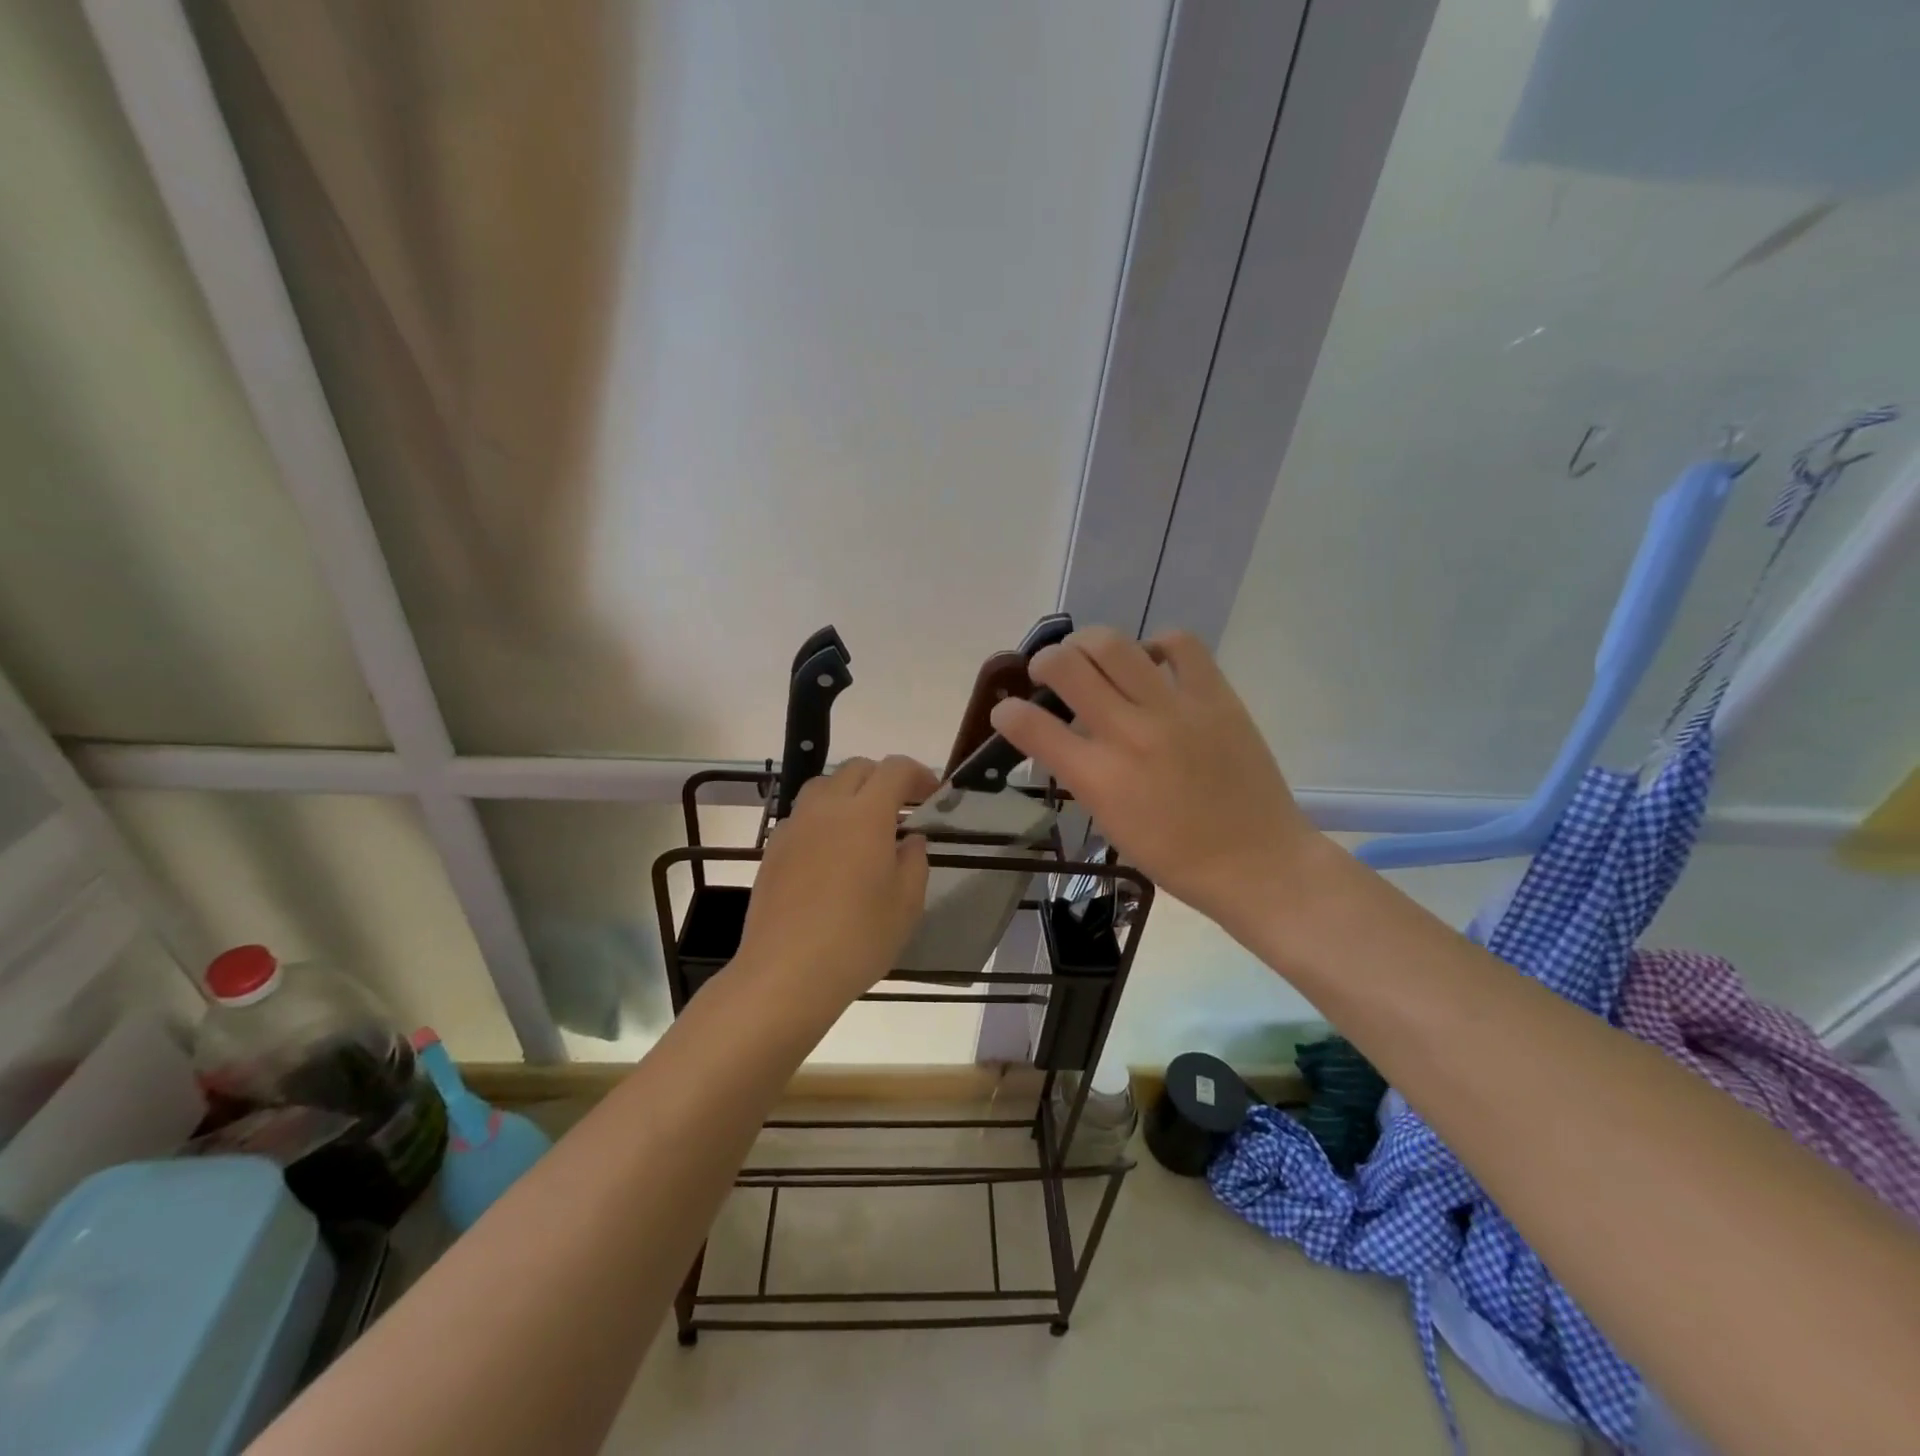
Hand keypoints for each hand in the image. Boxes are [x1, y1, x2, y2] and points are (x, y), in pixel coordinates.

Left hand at [733, 755, 936, 1015]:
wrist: (786, 973)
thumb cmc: (858, 939)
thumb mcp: (906, 904)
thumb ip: (915, 861)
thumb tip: (910, 839)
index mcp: (865, 814)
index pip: (895, 769)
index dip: (919, 775)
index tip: (933, 796)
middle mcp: (826, 808)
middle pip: (857, 769)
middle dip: (884, 779)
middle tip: (903, 809)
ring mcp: (794, 827)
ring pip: (824, 786)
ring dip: (850, 793)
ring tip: (864, 826)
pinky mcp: (773, 850)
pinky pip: (802, 815)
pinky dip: (824, 817)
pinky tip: (832, 853)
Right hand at [988, 627, 1321, 936]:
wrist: (1255, 862)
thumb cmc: (1175, 857)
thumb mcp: (1110, 822)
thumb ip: (1081, 774)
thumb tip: (1062, 737)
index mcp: (1098, 778)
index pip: (1030, 726)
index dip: (1007, 713)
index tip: (1007, 712)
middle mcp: (1128, 734)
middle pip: (1066, 666)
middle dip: (1043, 661)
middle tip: (1048, 672)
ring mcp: (1174, 710)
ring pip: (1113, 644)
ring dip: (1087, 643)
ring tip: (1090, 655)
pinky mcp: (1215, 696)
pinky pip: (1179, 644)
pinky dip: (1156, 643)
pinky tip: (1151, 660)